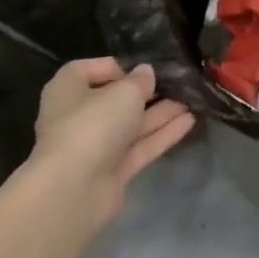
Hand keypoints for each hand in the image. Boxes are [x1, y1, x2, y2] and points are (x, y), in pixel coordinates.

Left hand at [22, 59, 194, 230]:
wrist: (73, 189)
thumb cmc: (93, 124)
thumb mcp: (124, 92)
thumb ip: (140, 81)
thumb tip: (145, 73)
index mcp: (67, 90)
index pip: (86, 70)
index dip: (115, 67)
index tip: (141, 69)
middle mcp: (78, 116)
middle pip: (114, 99)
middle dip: (145, 93)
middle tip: (176, 84)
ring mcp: (95, 146)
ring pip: (131, 125)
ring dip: (160, 113)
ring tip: (191, 101)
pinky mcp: (112, 170)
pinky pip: (140, 146)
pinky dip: (162, 134)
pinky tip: (189, 122)